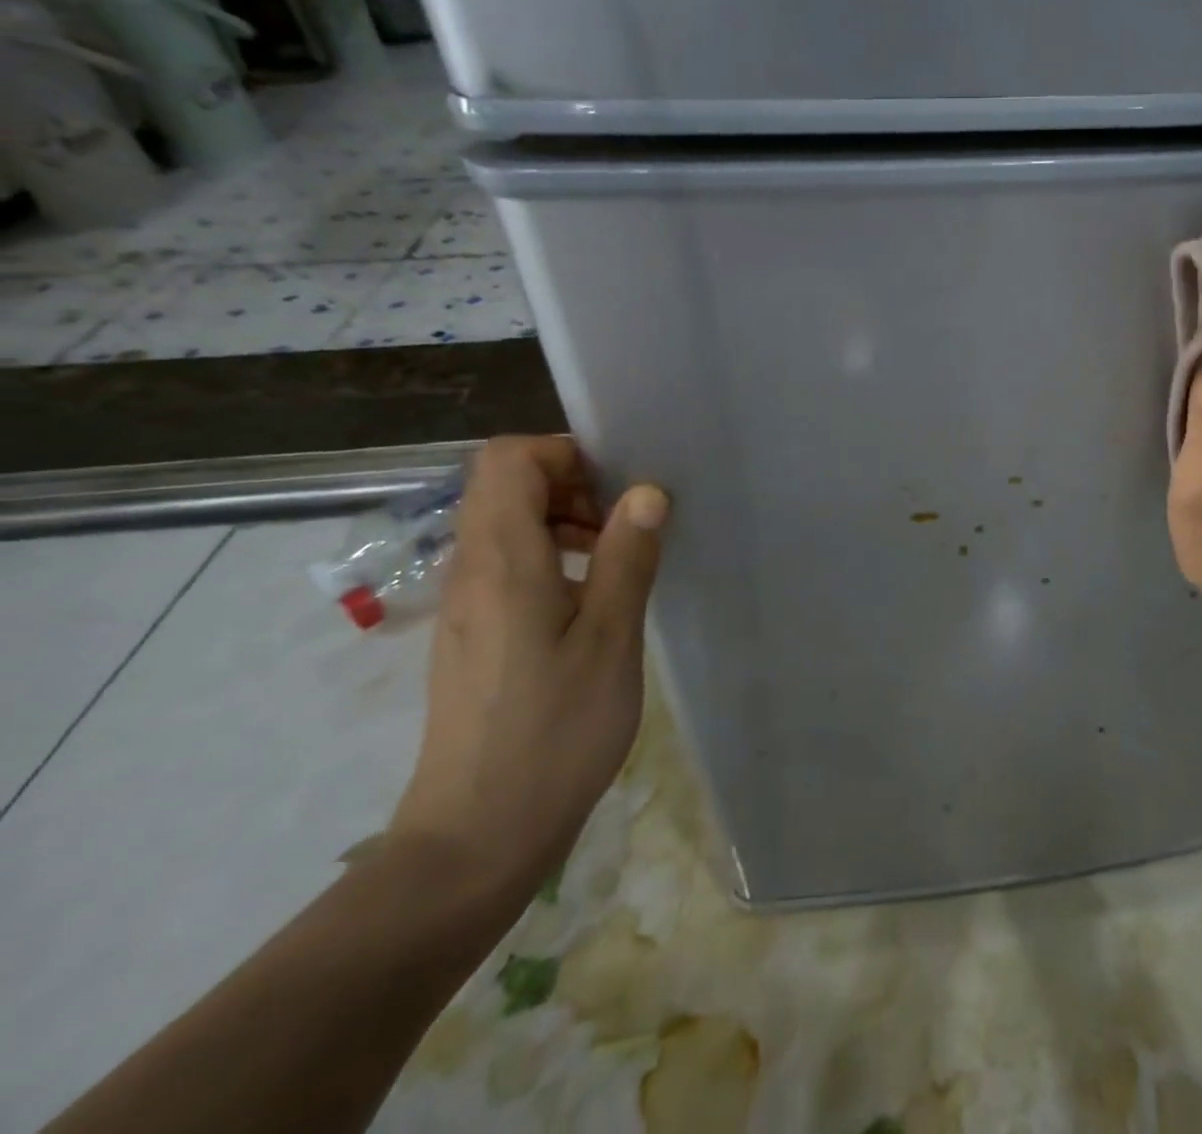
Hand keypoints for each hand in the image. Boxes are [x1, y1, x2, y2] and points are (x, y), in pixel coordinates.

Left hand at [388, 436, 669, 901]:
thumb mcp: (610, 639)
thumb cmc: (555, 732)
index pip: (508, 458)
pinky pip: (507, 563)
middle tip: (626, 523)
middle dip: (570, 483)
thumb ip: (627, 557)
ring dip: (563, 519)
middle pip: (504, 484)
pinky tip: (592, 600)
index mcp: (503, 560)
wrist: (478, 836)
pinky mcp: (473, 633)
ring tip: (617, 559)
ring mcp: (466, 603)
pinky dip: (551, 555)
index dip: (564, 453)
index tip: (618, 486)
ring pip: (506, 523)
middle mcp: (472, 569)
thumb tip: (646, 491)